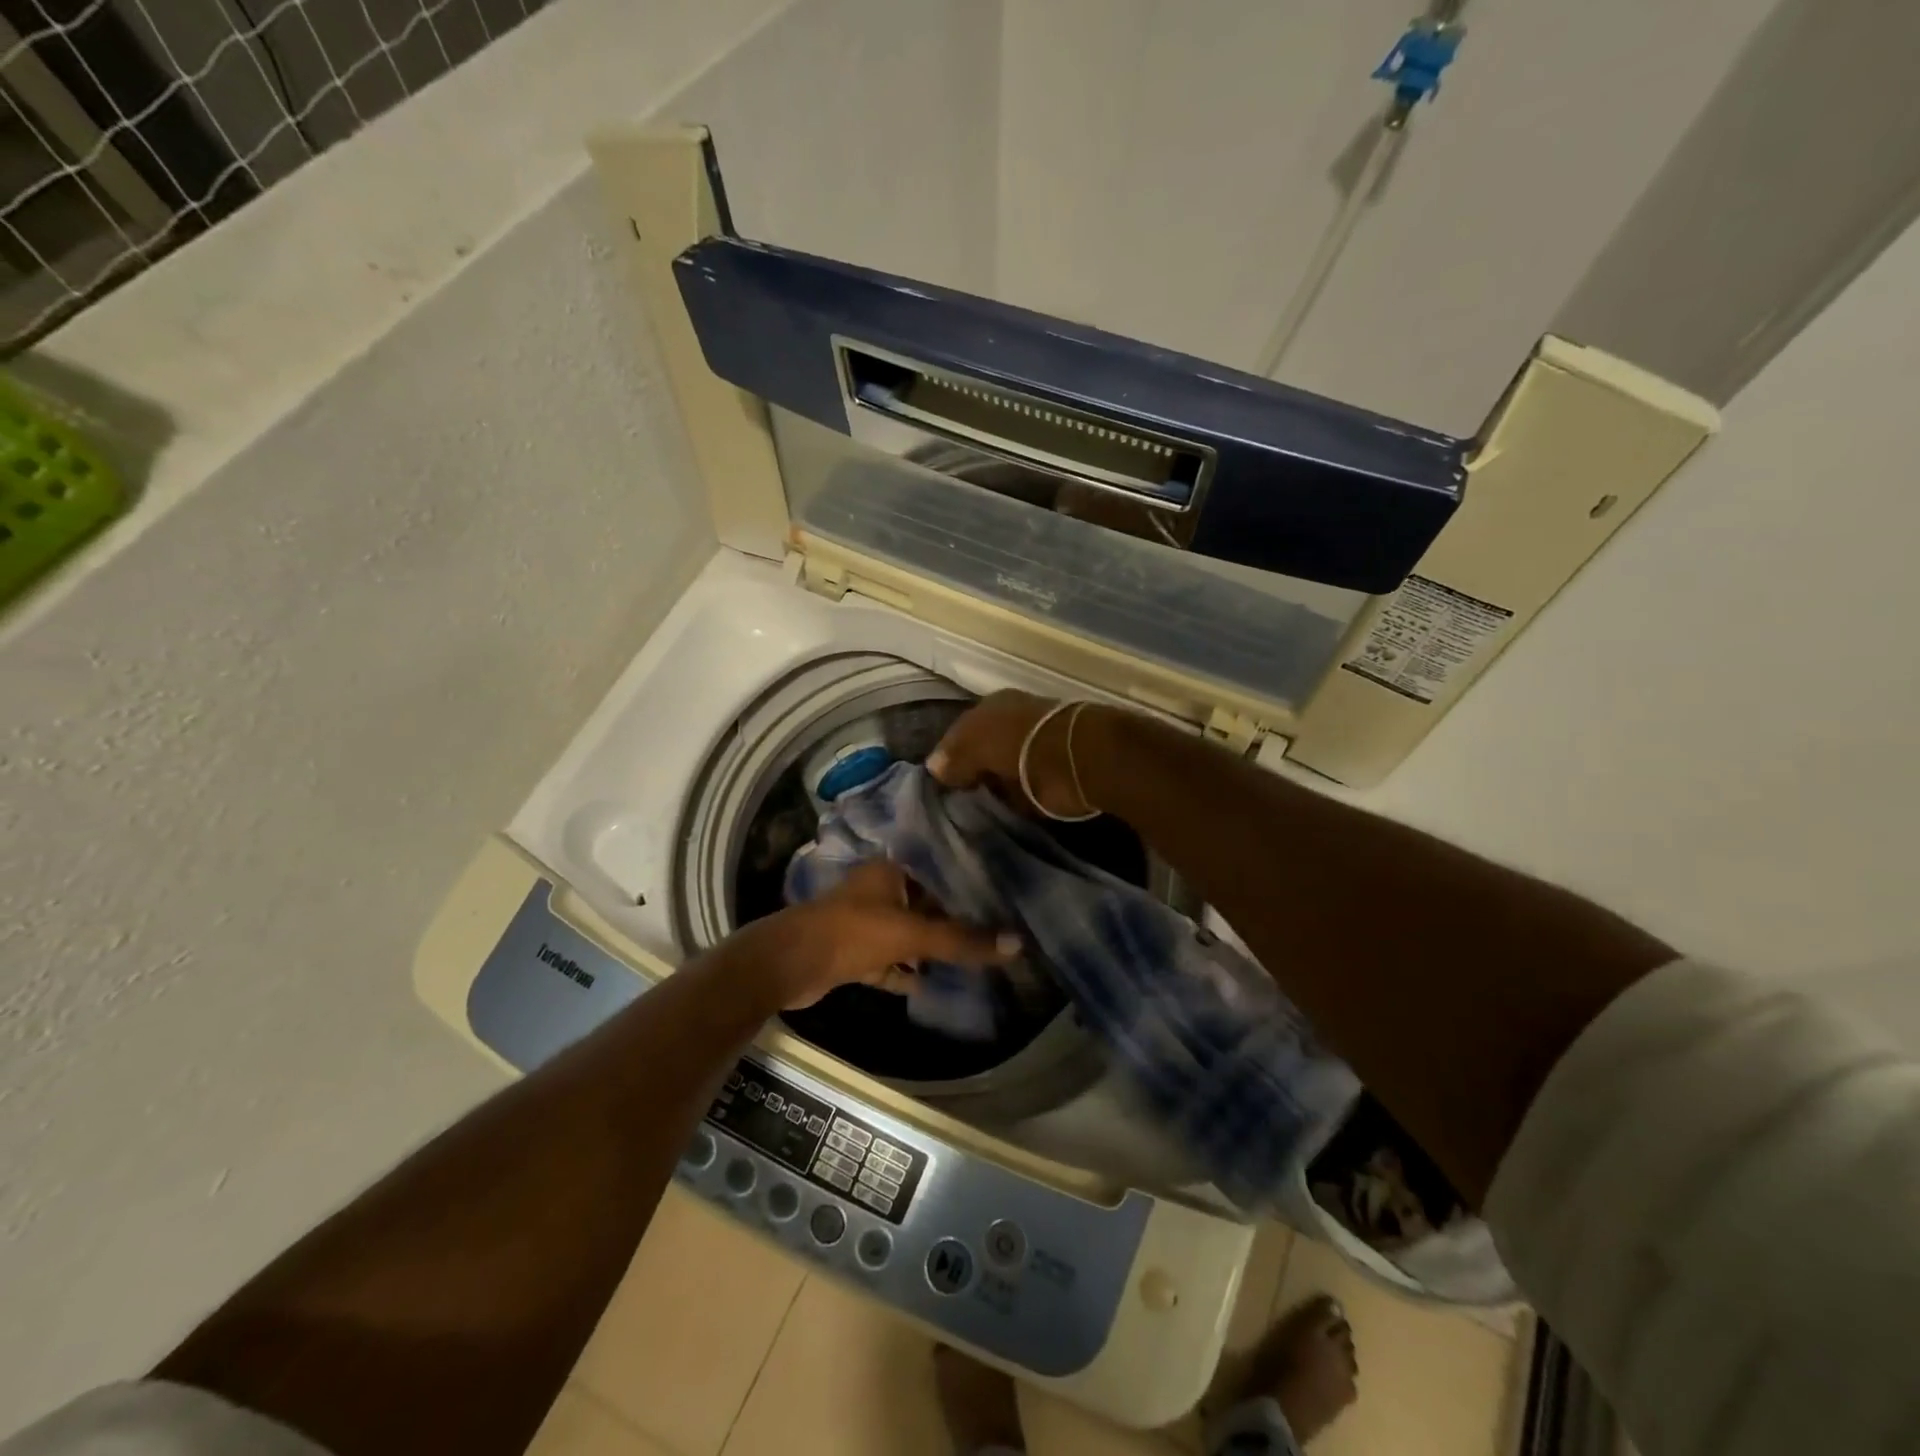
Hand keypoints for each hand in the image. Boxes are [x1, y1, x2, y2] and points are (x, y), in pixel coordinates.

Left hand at [734, 861, 1019, 1009]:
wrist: (791, 964)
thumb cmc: (853, 932)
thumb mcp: (912, 934)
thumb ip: (961, 940)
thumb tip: (1018, 945)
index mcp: (890, 871)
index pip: (938, 870)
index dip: (967, 883)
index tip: (1002, 896)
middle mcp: (878, 890)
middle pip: (925, 905)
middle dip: (954, 920)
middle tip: (995, 931)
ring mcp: (865, 923)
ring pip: (908, 934)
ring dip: (932, 948)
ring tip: (974, 958)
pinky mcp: (855, 953)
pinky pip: (891, 961)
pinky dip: (908, 972)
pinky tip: (935, 983)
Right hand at [927, 689, 1098, 817]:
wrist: (1084, 758)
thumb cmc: (1022, 744)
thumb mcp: (978, 744)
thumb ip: (956, 756)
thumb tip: (935, 768)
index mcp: (993, 706)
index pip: (960, 732)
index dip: (948, 756)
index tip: (939, 784)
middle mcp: (1014, 720)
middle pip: (983, 748)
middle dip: (972, 770)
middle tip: (956, 800)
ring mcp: (1036, 745)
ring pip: (1003, 767)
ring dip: (994, 786)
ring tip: (977, 810)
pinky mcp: (1055, 772)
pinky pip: (1023, 788)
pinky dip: (1014, 799)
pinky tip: (1003, 811)